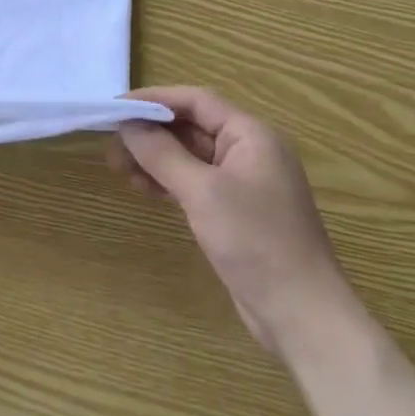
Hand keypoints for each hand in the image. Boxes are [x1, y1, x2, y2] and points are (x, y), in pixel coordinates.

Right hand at [109, 87, 358, 356]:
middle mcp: (249, 151)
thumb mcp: (202, 192)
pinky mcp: (235, 211)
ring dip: (155, 157)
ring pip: (190, 156)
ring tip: (118, 167)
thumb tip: (128, 125)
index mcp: (251, 135)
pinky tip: (142, 187)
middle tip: (111, 141)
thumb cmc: (256, 242)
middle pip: (192, 126)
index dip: (154, 99)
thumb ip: (162, 153)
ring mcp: (243, 183)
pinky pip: (195, 181)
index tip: (116, 107)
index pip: (196, 101)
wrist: (302, 316)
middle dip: (151, 132)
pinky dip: (168, 180)